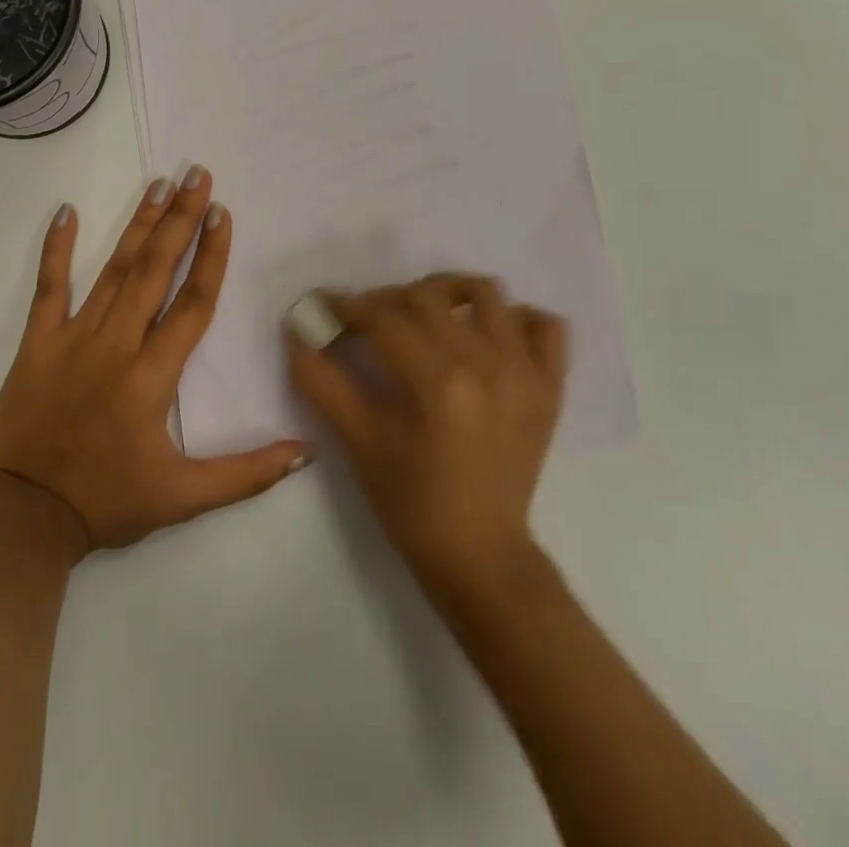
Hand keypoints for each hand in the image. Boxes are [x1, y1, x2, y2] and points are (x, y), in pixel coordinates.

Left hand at [0, 167, 310, 554]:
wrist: (23, 519)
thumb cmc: (107, 502)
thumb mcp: (183, 498)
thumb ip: (246, 474)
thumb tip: (306, 454)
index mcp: (153, 375)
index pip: (192, 303)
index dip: (212, 256)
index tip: (222, 213)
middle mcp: (116, 344)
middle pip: (155, 270)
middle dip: (180, 219)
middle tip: (196, 175)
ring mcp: (73, 338)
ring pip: (113, 270)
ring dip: (138, 225)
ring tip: (158, 185)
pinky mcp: (37, 343)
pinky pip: (48, 287)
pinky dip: (56, 249)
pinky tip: (66, 212)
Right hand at [289, 274, 566, 588]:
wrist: (480, 556)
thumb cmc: (411, 504)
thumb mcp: (358, 444)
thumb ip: (322, 383)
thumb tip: (296, 332)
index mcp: (437, 383)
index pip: (385, 318)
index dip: (349, 306)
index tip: (328, 306)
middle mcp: (487, 365)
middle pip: (429, 296)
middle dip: (389, 298)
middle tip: (370, 320)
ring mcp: (526, 373)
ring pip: (487, 294)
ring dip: (449, 292)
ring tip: (427, 315)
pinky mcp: (551, 387)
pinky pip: (546, 326)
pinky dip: (515, 318)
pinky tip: (487, 335)